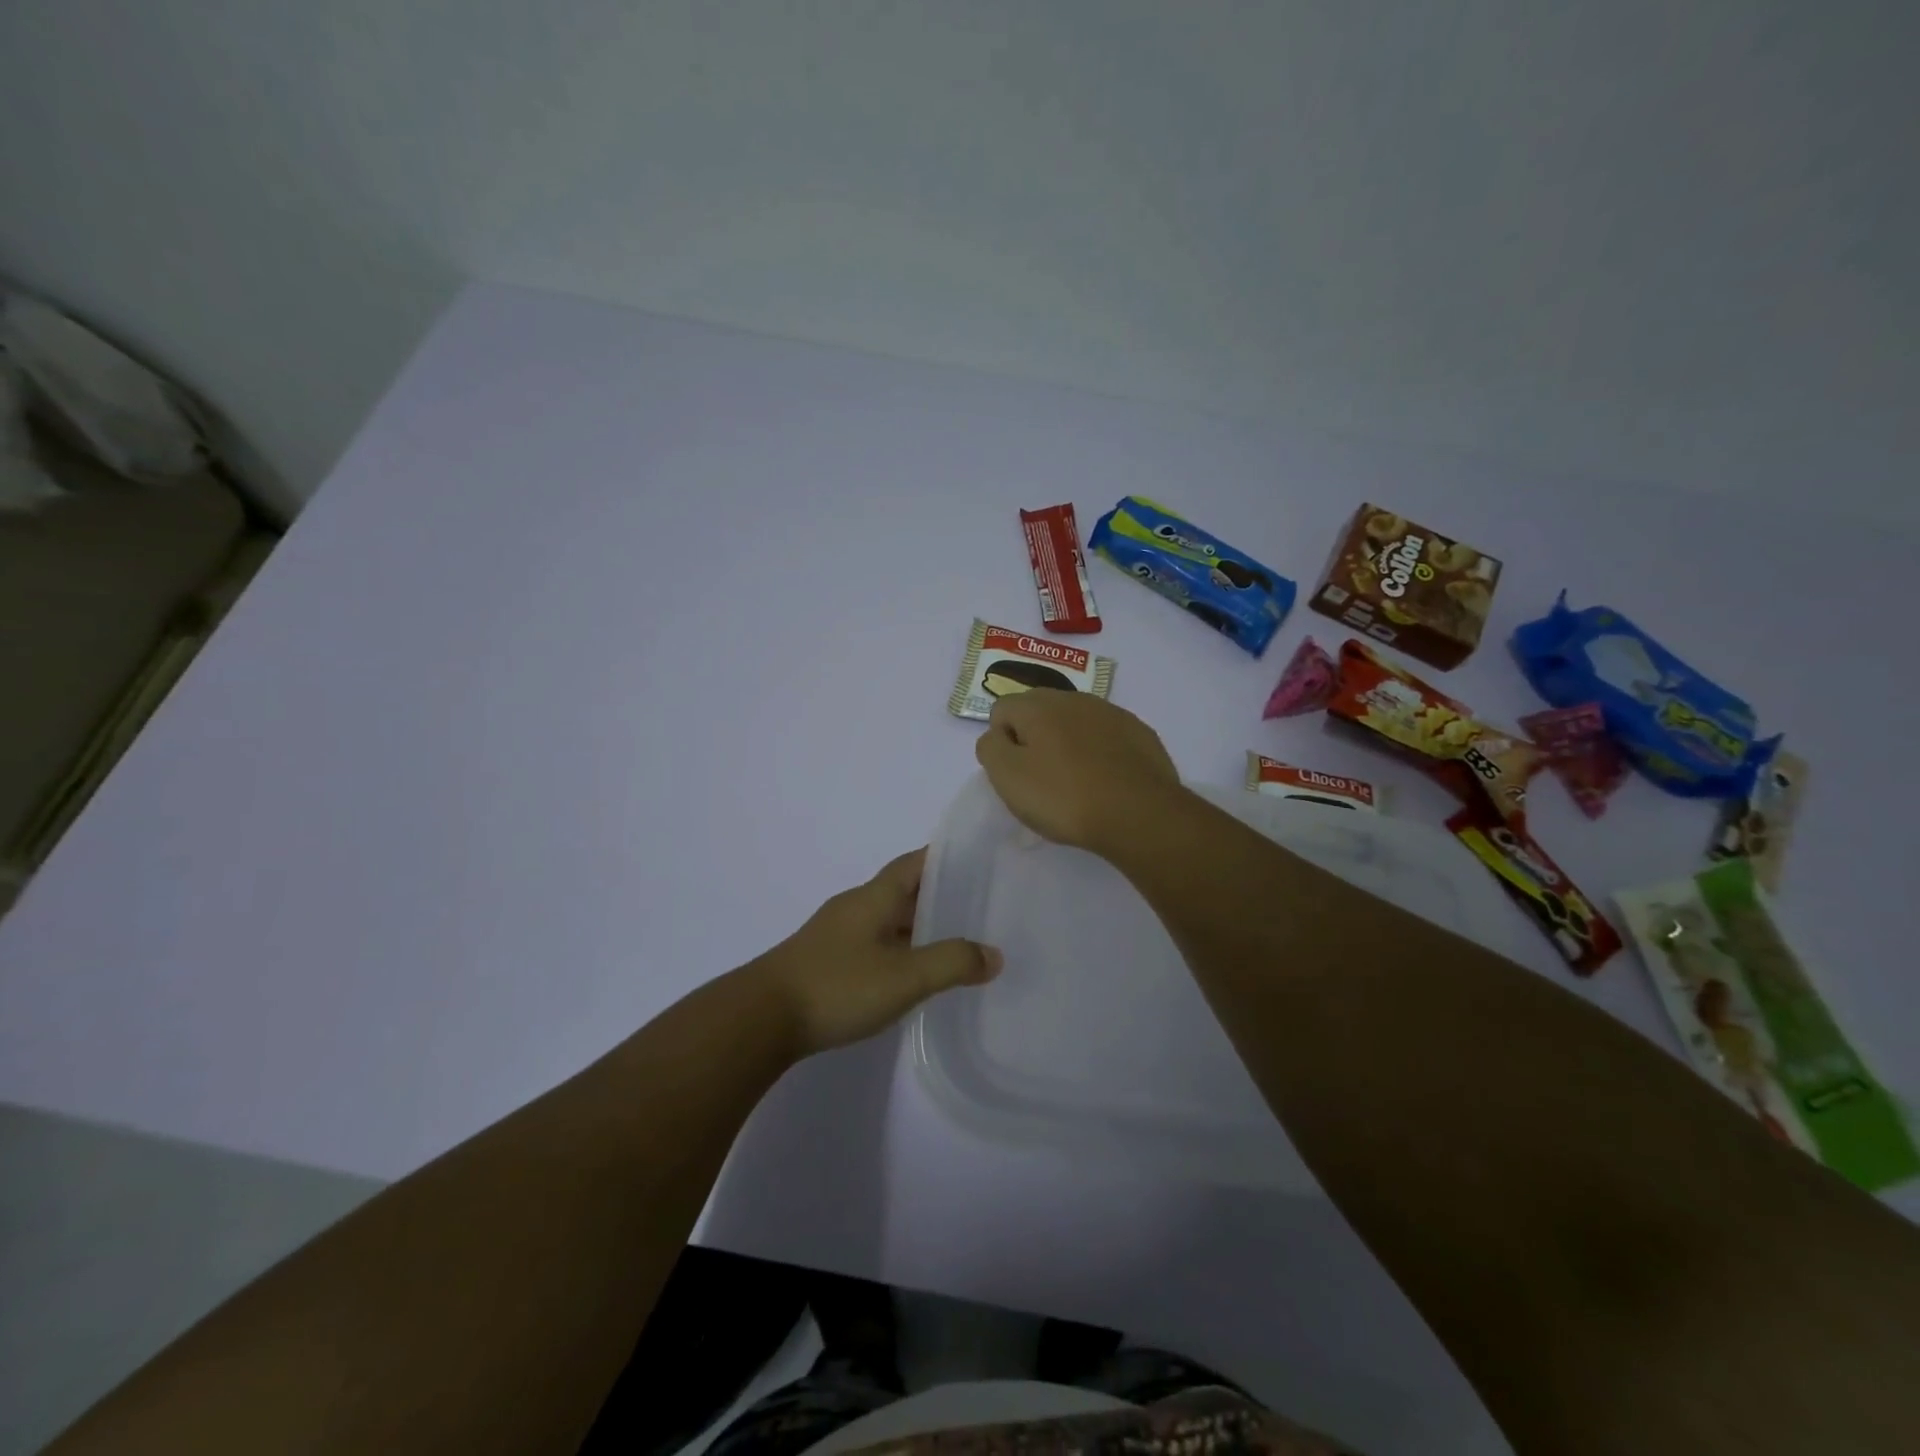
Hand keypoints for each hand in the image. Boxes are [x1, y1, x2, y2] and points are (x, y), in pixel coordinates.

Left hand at [752, 849, 1002, 1056]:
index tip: (979, 861)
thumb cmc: (837, 986)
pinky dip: (898, 950)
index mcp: (873, 897)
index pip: (915, 862)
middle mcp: (855, 907)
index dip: (945, 857)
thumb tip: (994, 954)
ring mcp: (837, 934)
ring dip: (918, 926)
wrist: (761, 1019)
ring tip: (955, 943)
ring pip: (887, 920)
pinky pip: (873, 944)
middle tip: (980, 908)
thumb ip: (952, 962)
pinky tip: (912, 975)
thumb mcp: (904, 976)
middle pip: (903, 891)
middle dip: (939, 896)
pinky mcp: (826, 962)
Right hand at [974, 690, 1184, 852]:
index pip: (1002, 709)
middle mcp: (1074, 698)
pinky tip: (1105, 782)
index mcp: (1038, 705)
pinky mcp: (1140, 733)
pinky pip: (1106, 737)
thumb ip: (991, 748)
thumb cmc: (1064, 797)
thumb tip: (997, 735)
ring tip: (1075, 784)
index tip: (1015, 773)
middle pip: (1039, 711)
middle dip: (1033, 738)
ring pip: (1075, 722)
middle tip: (1040, 779)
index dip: (1001, 741)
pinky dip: (1099, 753)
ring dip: (1067, 744)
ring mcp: (1112, 713)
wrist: (1140, 814)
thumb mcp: (1008, 777)